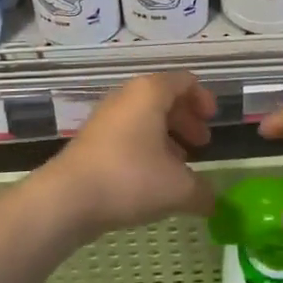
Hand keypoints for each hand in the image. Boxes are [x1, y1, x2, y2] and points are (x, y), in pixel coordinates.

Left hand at [34, 72, 217, 236]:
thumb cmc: (129, 178)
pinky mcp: (94, 138)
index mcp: (150, 92)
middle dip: (186, 119)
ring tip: (181, 165)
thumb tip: (215, 201)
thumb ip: (203, 191)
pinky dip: (147, 146)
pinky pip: (129, 132)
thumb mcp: (178, 188)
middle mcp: (128, 96)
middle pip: (164, 97)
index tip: (213, 121)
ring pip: (145, 117)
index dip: (203, 98)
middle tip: (202, 143)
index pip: (184, 80)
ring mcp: (107, 116)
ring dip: (167, 135)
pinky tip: (153, 178)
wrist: (68, 197)